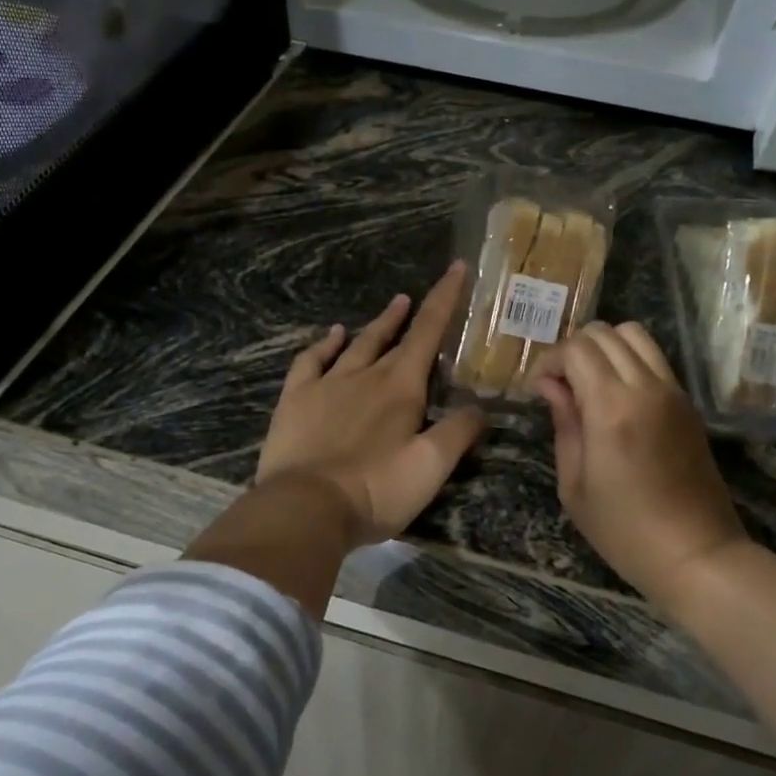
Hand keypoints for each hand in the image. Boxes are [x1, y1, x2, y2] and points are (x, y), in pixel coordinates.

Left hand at [256, 261, 484, 546]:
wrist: (306, 507)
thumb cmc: (376, 489)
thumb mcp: (431, 467)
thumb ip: (458, 432)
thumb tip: (479, 408)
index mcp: (401, 388)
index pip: (429, 332)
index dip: (445, 298)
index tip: (457, 267)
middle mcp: (365, 375)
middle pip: (395, 337)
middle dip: (413, 313)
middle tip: (422, 295)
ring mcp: (326, 385)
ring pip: (357, 344)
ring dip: (377, 324)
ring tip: (393, 305)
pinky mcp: (296, 400)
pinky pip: (311, 361)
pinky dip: (323, 344)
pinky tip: (331, 335)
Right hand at [533, 322, 746, 607]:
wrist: (696, 554)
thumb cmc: (624, 530)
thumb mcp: (575, 485)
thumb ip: (564, 424)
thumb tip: (550, 386)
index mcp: (612, 408)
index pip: (577, 349)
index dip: (549, 361)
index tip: (537, 390)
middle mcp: (646, 388)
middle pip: (605, 333)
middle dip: (573, 350)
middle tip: (560, 386)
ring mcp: (673, 392)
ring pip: (634, 335)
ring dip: (604, 349)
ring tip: (588, 384)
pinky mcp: (687, 403)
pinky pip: (654, 359)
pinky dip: (628, 361)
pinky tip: (615, 397)